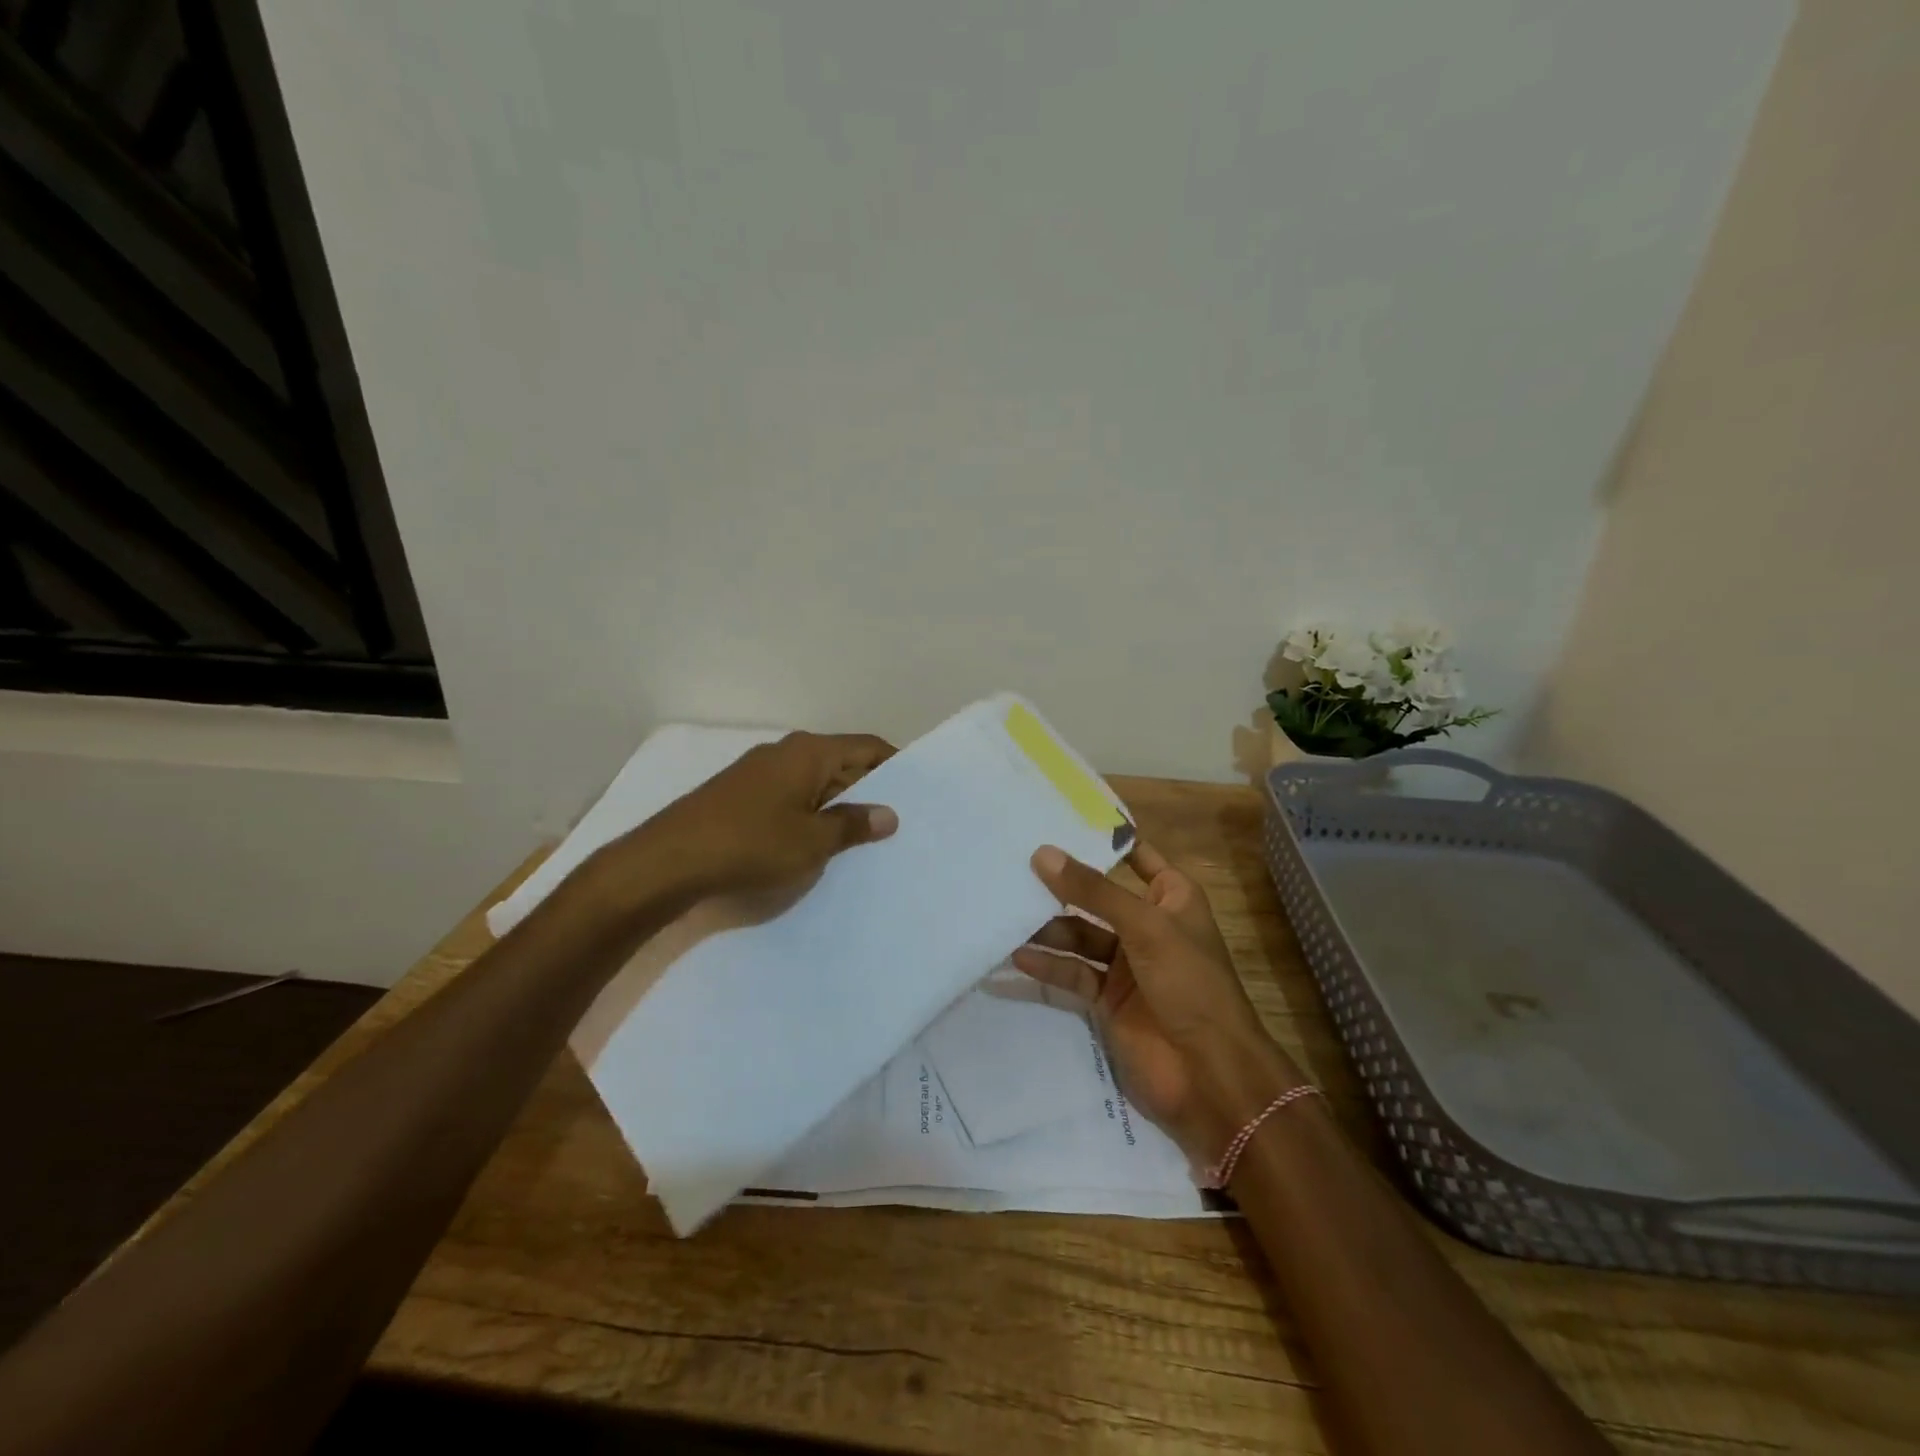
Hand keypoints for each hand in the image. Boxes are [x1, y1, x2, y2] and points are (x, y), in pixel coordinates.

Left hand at [636, 731, 898, 905]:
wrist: (667, 862)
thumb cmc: (750, 844)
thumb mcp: (812, 841)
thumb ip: (853, 825)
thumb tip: (889, 814)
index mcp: (809, 752)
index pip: (867, 747)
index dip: (896, 765)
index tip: (919, 791)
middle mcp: (786, 753)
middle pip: (842, 763)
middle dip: (870, 790)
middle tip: (899, 821)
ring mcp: (759, 774)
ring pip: (816, 784)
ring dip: (839, 807)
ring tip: (866, 839)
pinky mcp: (741, 797)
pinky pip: (791, 799)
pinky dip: (811, 816)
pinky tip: (820, 846)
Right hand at [1013, 842, 1306, 1165]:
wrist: (1208, 1075)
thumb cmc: (1189, 984)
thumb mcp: (1145, 927)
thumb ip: (1093, 892)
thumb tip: (1042, 853)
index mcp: (1171, 898)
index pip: (1135, 856)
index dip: (1101, 840)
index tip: (1055, 820)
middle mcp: (1147, 925)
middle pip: (1096, 897)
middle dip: (1060, 885)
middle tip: (1012, 866)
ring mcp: (1126, 964)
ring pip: (1079, 935)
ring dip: (1047, 928)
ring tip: (1005, 912)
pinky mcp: (1106, 999)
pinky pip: (1072, 973)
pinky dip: (1048, 966)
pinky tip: (1016, 956)